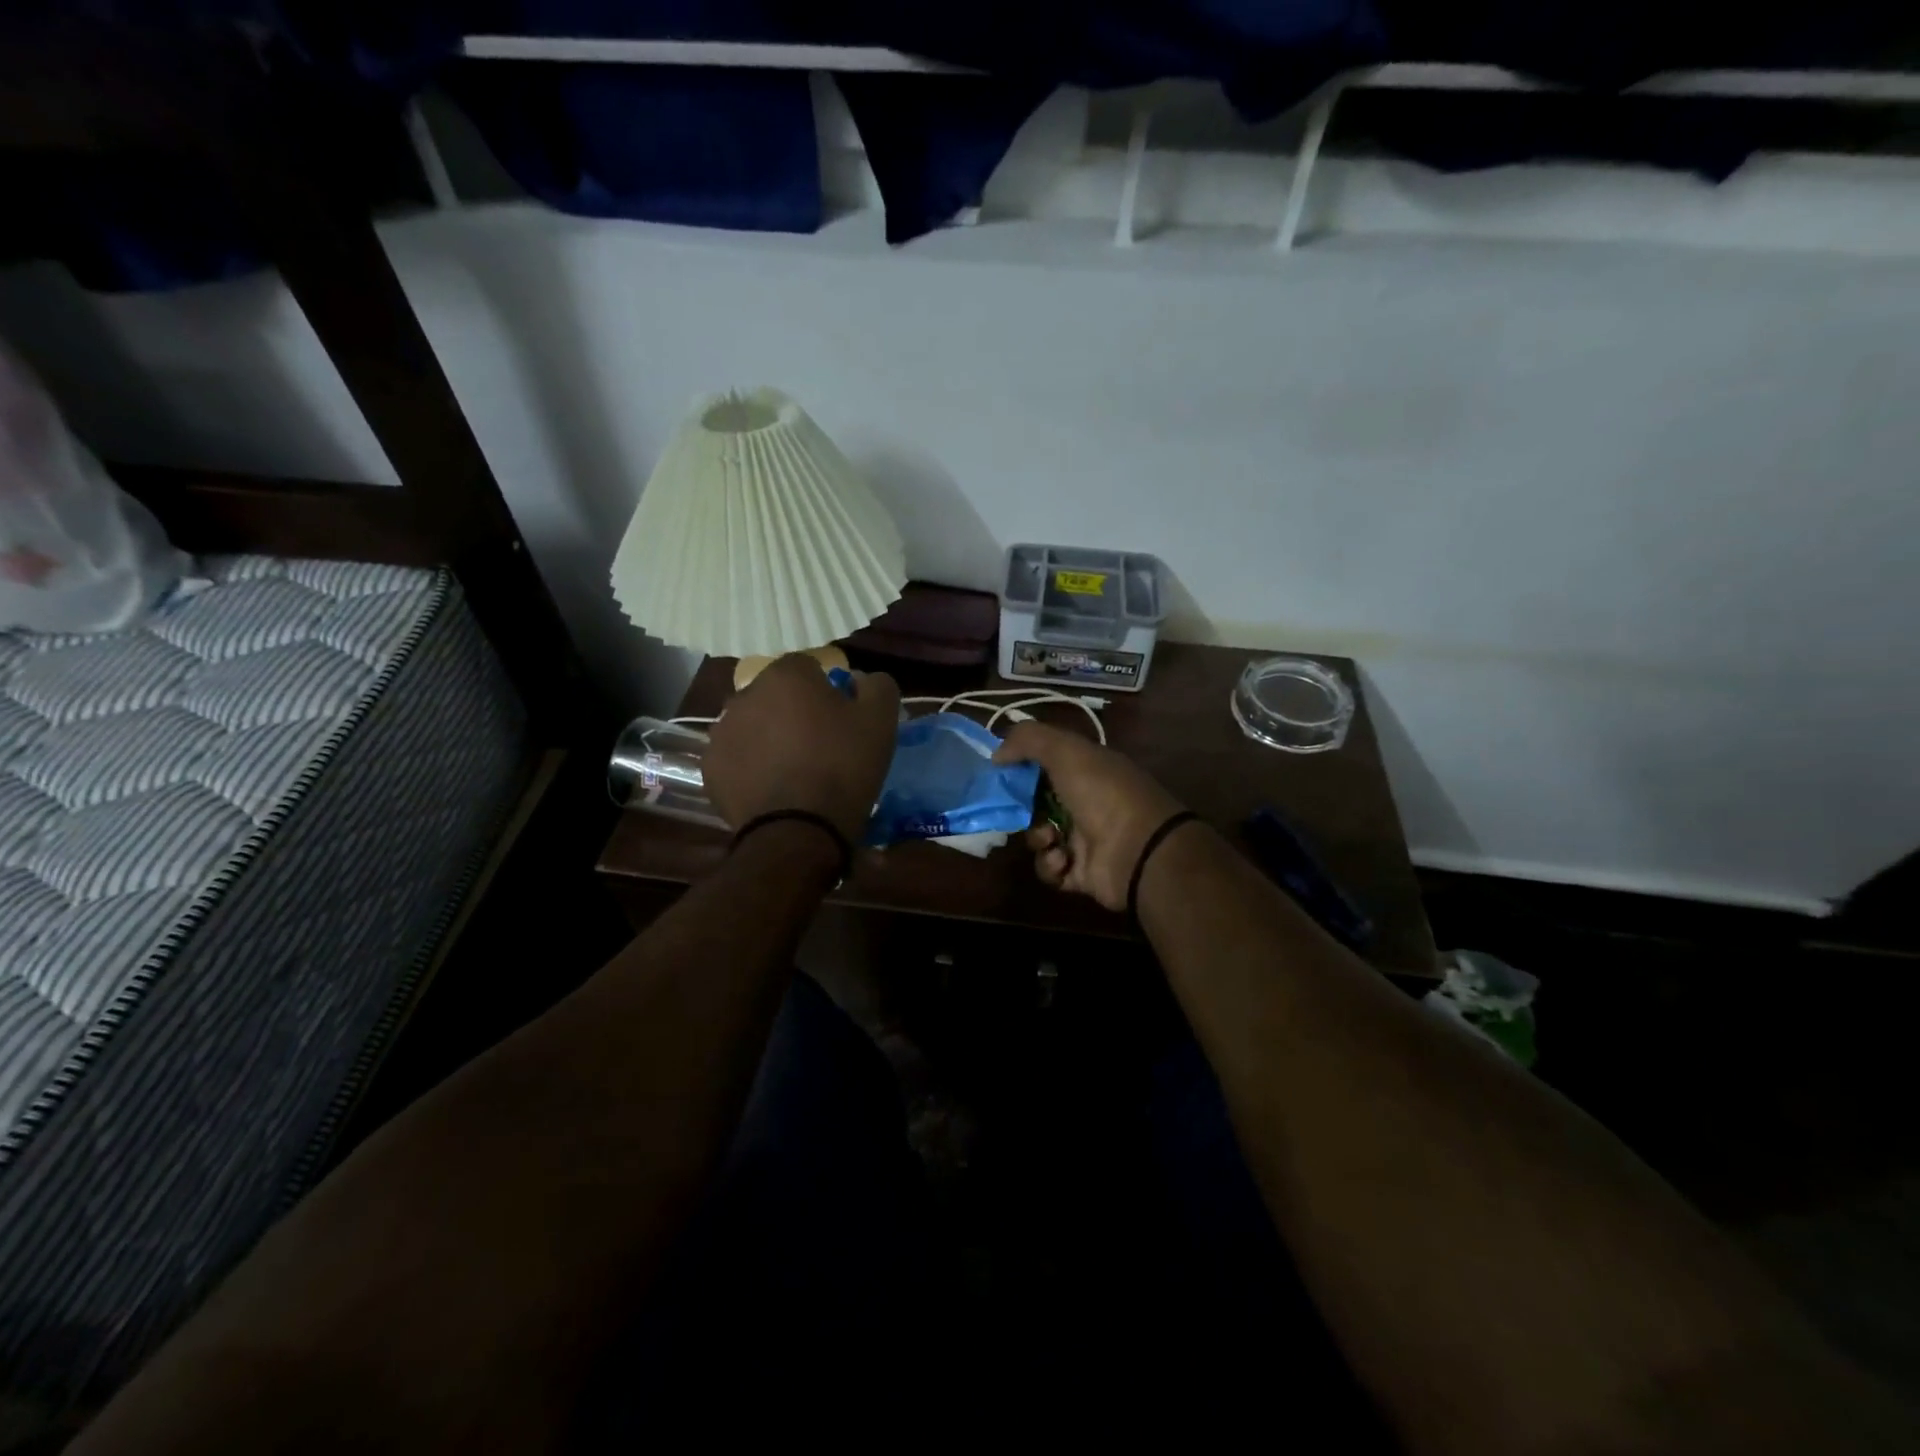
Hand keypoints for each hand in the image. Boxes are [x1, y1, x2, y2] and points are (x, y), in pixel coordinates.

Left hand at [706, 655, 900, 843]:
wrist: (799, 830)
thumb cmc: (843, 766)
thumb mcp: (881, 720)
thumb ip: (876, 685)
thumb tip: (860, 679)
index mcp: (785, 675)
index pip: (807, 667)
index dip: (826, 689)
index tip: (840, 717)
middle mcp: (745, 695)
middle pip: (774, 695)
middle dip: (792, 711)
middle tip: (818, 744)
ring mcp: (722, 732)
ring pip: (752, 725)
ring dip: (768, 737)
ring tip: (793, 770)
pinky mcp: (710, 769)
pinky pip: (736, 758)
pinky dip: (751, 767)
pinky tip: (771, 788)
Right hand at [993, 722, 1184, 911]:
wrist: (1139, 850)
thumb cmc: (1103, 793)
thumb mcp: (1066, 751)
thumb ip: (1027, 740)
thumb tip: (997, 755)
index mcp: (1087, 770)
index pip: (1046, 764)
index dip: (1021, 768)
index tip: (1001, 773)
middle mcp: (1086, 802)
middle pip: (1037, 803)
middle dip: (1022, 808)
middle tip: (1016, 811)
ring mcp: (1085, 839)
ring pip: (1040, 837)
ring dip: (1037, 838)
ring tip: (1050, 839)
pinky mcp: (1081, 873)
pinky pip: (1050, 869)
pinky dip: (1050, 865)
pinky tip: (1061, 860)